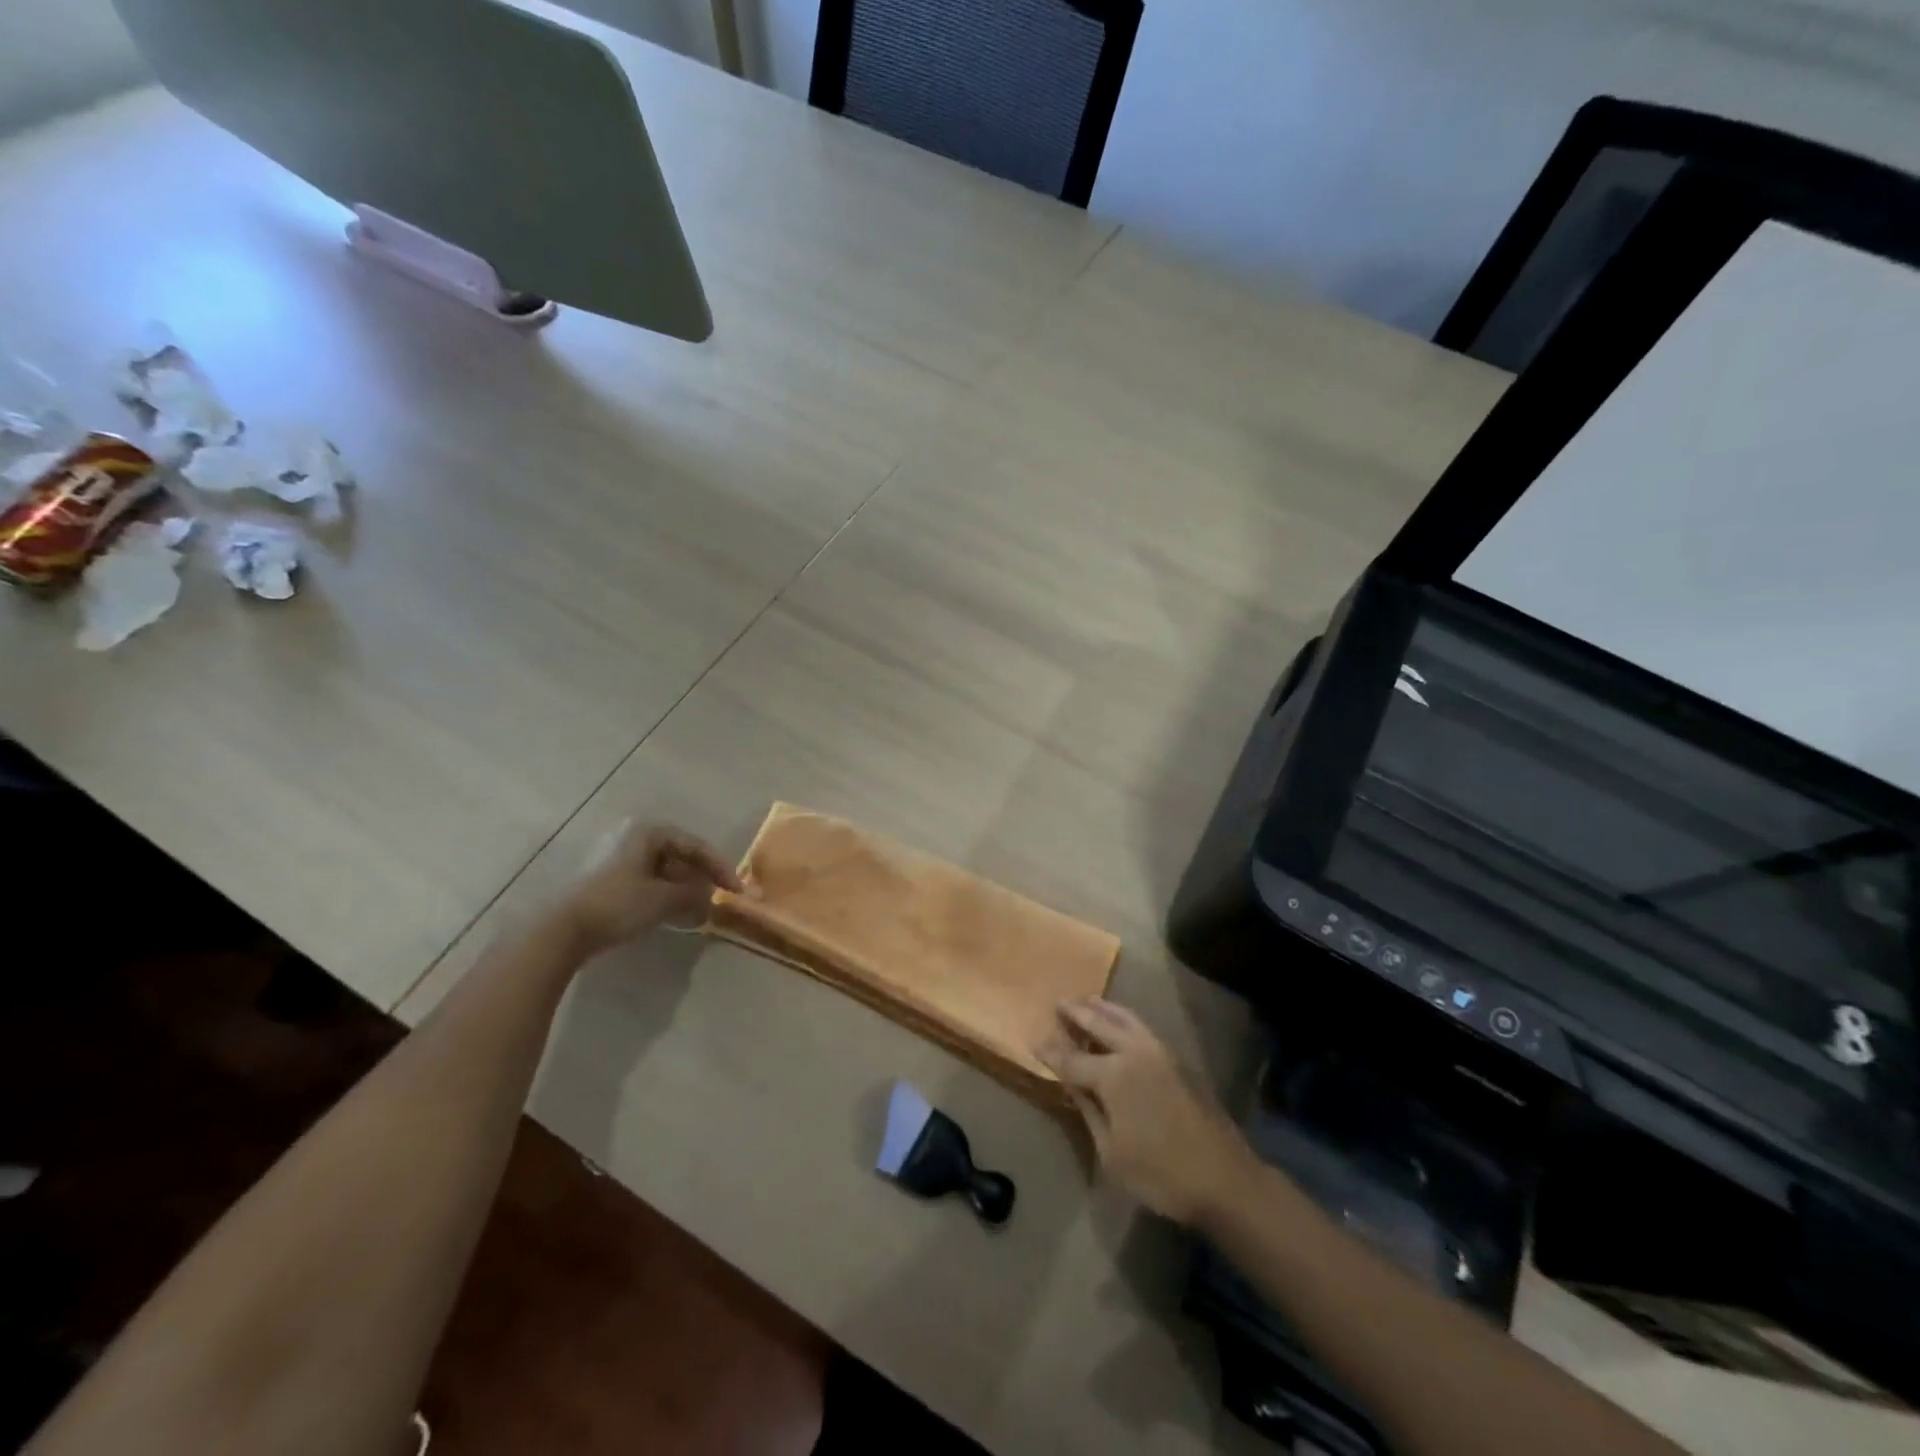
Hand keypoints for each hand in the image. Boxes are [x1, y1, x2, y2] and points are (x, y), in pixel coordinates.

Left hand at [561, 821, 742, 954]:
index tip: (736, 890)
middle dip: (701, 877)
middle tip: (719, 896)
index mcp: (648, 833)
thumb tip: (711, 896)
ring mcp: (616, 858)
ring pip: (663, 870)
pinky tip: (674, 913)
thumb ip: (694, 894)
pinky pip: (647, 881)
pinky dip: (665, 894)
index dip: (720, 867)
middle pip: (679, 855)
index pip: (696, 846)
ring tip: (700, 908)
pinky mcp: (606, 880)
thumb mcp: (665, 899)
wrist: (564, 930)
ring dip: (684, 888)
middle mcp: (632, 838)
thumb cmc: (619, 904)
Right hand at [1036, 998, 1255, 1225]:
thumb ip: (1089, 1111)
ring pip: (1125, 1018)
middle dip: (1077, 1014)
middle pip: (1098, 1024)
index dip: (1051, 1054)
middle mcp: (1134, 1053)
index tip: (1035, 1043)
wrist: (1224, 1179)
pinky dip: (1125, 1017)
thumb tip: (1072, 1084)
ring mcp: (1160, 1052)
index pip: (1072, 1060)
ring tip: (1088, 1000)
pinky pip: (1143, 1027)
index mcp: (1113, 1075)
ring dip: (1104, 1008)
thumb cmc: (1160, 1174)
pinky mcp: (1178, 1060)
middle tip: (1059, 1003)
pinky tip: (1121, 1021)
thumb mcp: (1111, 1153)